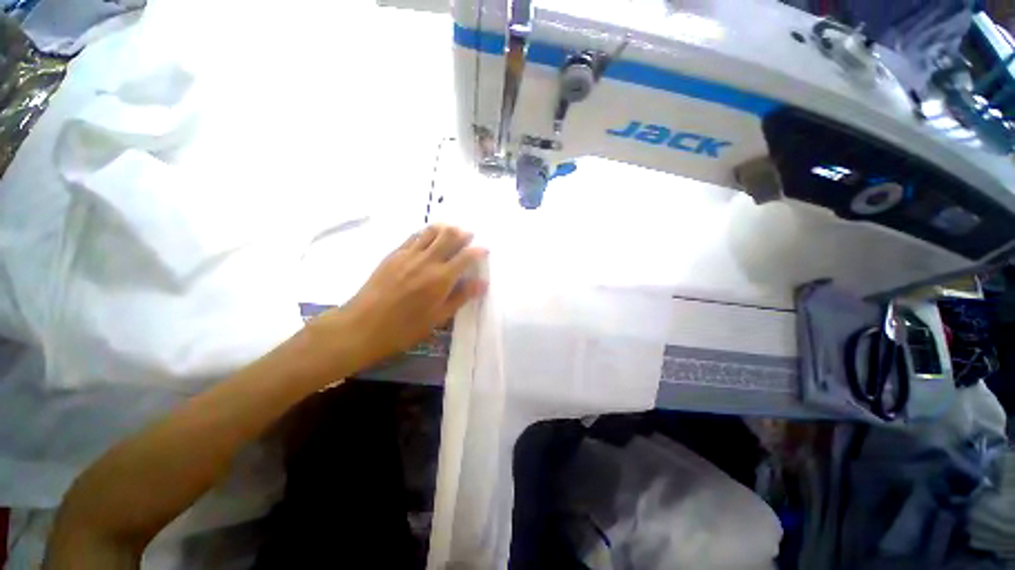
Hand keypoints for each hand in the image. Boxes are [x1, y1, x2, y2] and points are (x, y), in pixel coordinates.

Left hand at [310, 225, 487, 372]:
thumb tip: (482, 283)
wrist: (363, 326)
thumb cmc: (405, 328)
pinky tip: (428, 237)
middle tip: (469, 236)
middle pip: (449, 236)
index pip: (466, 256)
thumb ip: (461, 297)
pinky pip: (413, 236)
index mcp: (441, 278)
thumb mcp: (438, 317)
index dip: (478, 250)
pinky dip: (426, 233)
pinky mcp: (394, 254)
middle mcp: (427, 260)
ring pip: (431, 231)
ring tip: (451, 232)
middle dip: (463, 234)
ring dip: (445, 229)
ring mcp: (408, 254)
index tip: (485, 249)